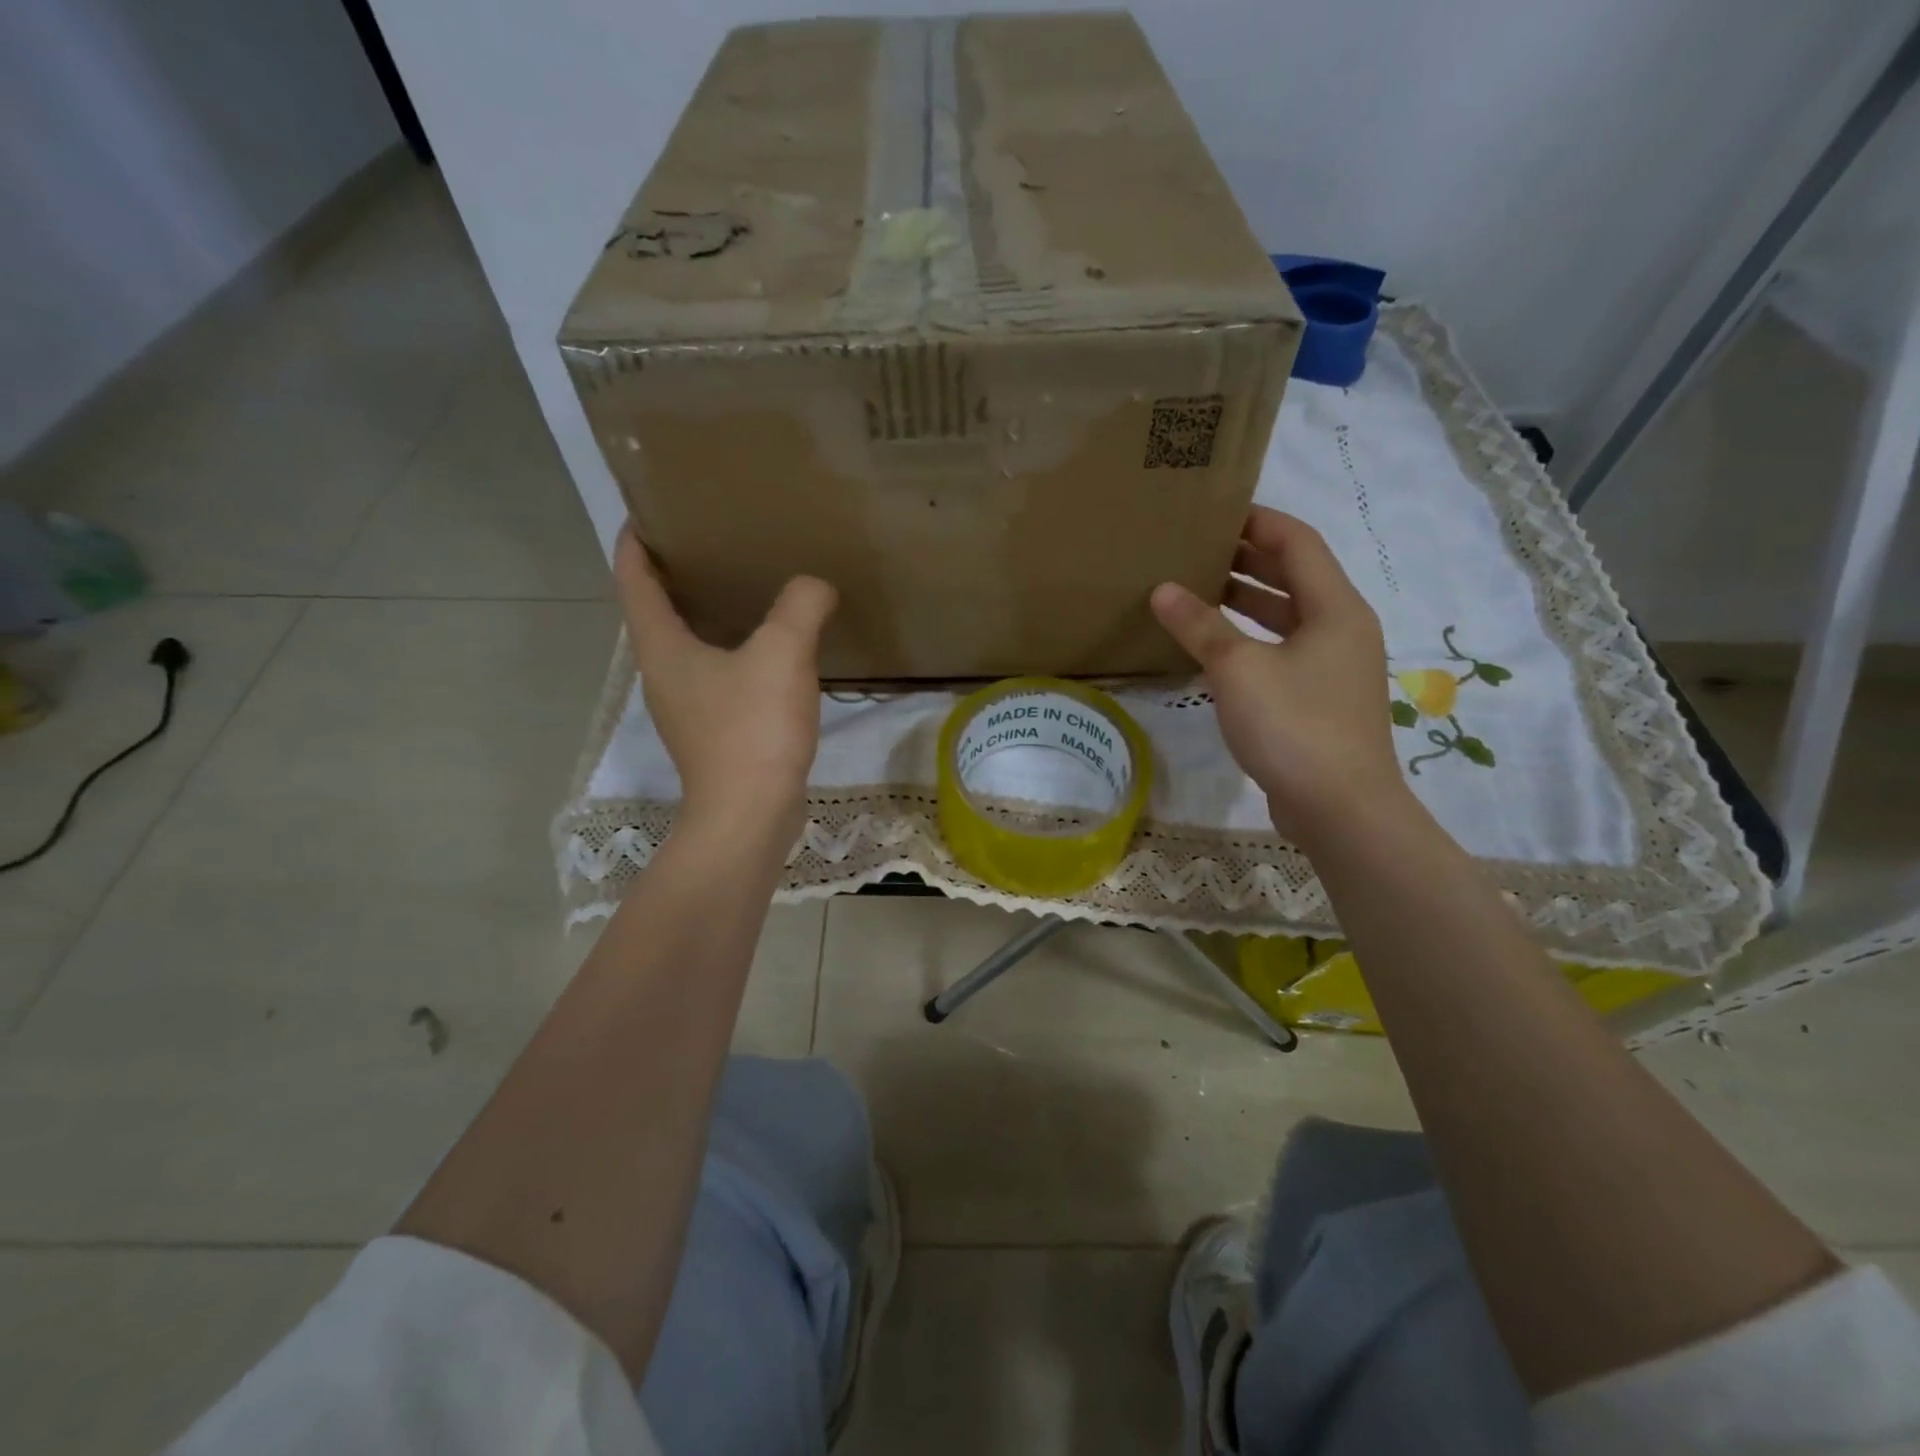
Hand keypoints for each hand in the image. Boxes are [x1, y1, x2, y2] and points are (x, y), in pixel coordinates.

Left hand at [614, 526, 835, 844]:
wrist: (750, 817)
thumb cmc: (752, 730)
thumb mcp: (782, 654)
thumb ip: (800, 606)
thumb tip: (815, 585)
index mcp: (661, 646)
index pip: (633, 577)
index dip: (637, 540)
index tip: (654, 509)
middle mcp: (662, 672)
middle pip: (656, 609)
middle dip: (676, 572)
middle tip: (713, 541)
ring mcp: (685, 706)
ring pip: (687, 644)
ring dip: (705, 613)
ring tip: (744, 586)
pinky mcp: (711, 732)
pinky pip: (715, 674)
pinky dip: (731, 650)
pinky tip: (770, 648)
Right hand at [1151, 508, 1411, 845]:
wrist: (1342, 809)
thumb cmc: (1295, 726)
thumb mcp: (1239, 669)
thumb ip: (1200, 626)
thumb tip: (1162, 590)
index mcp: (1335, 608)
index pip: (1298, 542)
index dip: (1257, 521)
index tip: (1213, 511)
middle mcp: (1341, 629)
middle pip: (1295, 576)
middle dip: (1247, 558)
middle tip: (1195, 548)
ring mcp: (1333, 667)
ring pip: (1287, 617)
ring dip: (1246, 600)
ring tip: (1195, 589)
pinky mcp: (1319, 700)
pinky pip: (1282, 652)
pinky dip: (1250, 640)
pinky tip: (1212, 648)